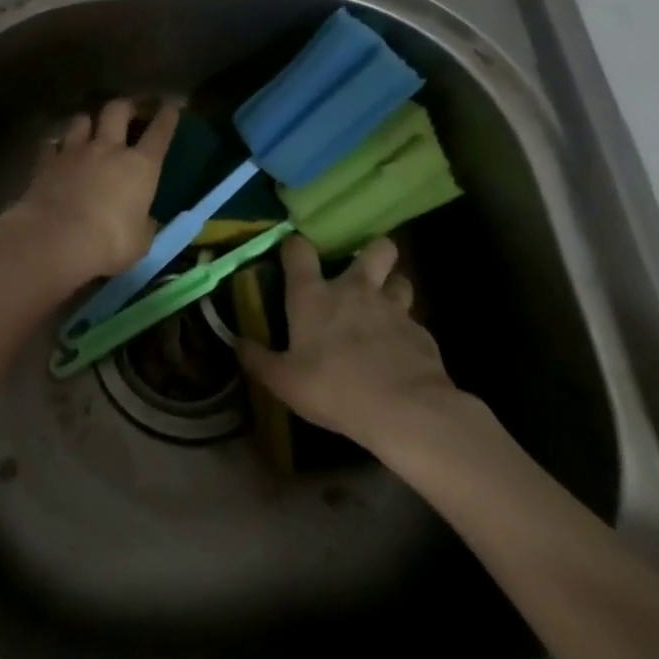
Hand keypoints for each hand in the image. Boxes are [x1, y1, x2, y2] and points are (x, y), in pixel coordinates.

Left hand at [0, 98, 178, 291]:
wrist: (55, 240)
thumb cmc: (108, 244)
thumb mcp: (140, 242)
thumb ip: (144, 225)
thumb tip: (145, 219)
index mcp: (140, 166)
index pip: (159, 132)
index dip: (167, 117)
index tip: (170, 107)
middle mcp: (107, 149)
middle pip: (117, 110)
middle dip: (124, 107)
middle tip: (127, 112)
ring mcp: (74, 151)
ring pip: (81, 119)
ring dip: (87, 123)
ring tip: (87, 131)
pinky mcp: (45, 161)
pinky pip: (52, 144)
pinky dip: (57, 146)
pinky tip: (57, 153)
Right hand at [237, 235, 462, 451]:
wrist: (406, 412)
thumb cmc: (335, 389)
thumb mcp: (284, 381)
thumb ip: (258, 359)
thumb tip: (236, 342)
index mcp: (314, 295)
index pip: (299, 249)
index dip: (295, 247)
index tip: (292, 255)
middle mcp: (355, 290)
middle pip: (374, 248)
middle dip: (371, 251)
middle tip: (361, 269)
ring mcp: (393, 309)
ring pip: (400, 280)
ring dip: (392, 288)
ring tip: (384, 307)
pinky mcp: (422, 334)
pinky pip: (413, 322)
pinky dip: (406, 332)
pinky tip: (400, 352)